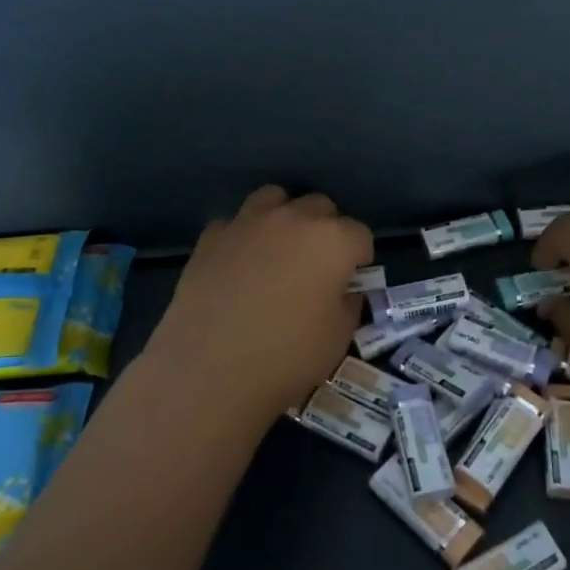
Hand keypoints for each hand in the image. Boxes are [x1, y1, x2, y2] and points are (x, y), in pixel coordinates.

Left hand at [143, 185, 372, 419]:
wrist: (209, 370)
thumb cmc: (286, 357)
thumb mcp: (337, 339)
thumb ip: (347, 306)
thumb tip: (343, 292)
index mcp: (332, 241)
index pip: (360, 234)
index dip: (360, 258)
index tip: (352, 281)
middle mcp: (292, 219)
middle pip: (320, 207)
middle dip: (326, 229)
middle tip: (318, 265)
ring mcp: (248, 223)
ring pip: (274, 198)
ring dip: (284, 217)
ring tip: (279, 249)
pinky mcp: (211, 237)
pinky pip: (235, 223)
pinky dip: (242, 236)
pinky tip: (239, 263)